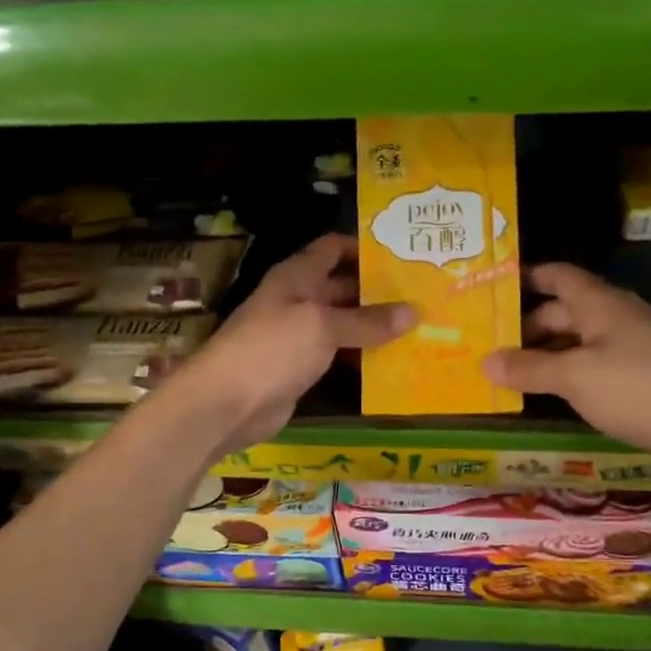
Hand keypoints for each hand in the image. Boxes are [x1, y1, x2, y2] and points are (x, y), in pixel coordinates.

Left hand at [166, 233, 413, 457]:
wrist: (227, 402)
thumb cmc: (272, 349)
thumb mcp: (322, 327)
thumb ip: (366, 320)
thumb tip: (412, 313)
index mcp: (298, 276)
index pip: (333, 248)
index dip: (364, 247)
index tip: (404, 254)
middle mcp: (298, 300)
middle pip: (343, 287)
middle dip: (379, 291)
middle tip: (424, 296)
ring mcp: (298, 336)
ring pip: (343, 324)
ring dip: (374, 327)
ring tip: (419, 328)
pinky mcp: (301, 368)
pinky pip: (337, 355)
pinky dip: (361, 357)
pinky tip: (392, 362)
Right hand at [481, 263, 650, 466]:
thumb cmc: (640, 388)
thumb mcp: (576, 377)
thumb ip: (529, 368)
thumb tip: (485, 361)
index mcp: (600, 304)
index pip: (558, 276)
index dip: (527, 276)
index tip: (493, 287)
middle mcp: (617, 318)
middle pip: (564, 312)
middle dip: (527, 326)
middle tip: (489, 346)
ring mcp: (634, 348)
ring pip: (579, 342)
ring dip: (547, 354)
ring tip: (510, 374)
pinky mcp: (645, 378)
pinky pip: (596, 367)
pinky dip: (570, 375)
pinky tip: (554, 395)